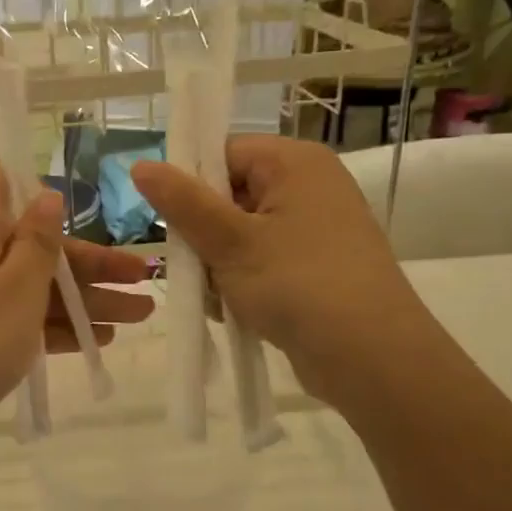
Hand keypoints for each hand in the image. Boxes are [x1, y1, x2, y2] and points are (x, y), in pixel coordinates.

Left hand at [0, 159, 153, 453]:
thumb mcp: (18, 289)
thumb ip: (39, 242)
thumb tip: (46, 194)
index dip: (39, 189)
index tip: (78, 214)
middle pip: (30, 240)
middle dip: (88, 262)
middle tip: (143, 279)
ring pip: (26, 282)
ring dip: (80, 298)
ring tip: (138, 315)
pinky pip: (8, 312)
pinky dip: (47, 322)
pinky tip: (94, 341)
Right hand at [130, 136, 428, 403]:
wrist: (370, 357)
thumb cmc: (298, 284)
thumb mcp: (229, 241)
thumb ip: (182, 202)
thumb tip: (141, 165)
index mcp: (294, 163)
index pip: (223, 153)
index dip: (191, 184)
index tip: (172, 222)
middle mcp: (308, 187)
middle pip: (229, 196)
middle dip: (204, 235)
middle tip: (195, 267)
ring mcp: (314, 230)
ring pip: (239, 235)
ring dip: (218, 265)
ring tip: (219, 297)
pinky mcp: (314, 267)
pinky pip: (260, 262)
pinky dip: (241, 282)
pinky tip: (234, 310)